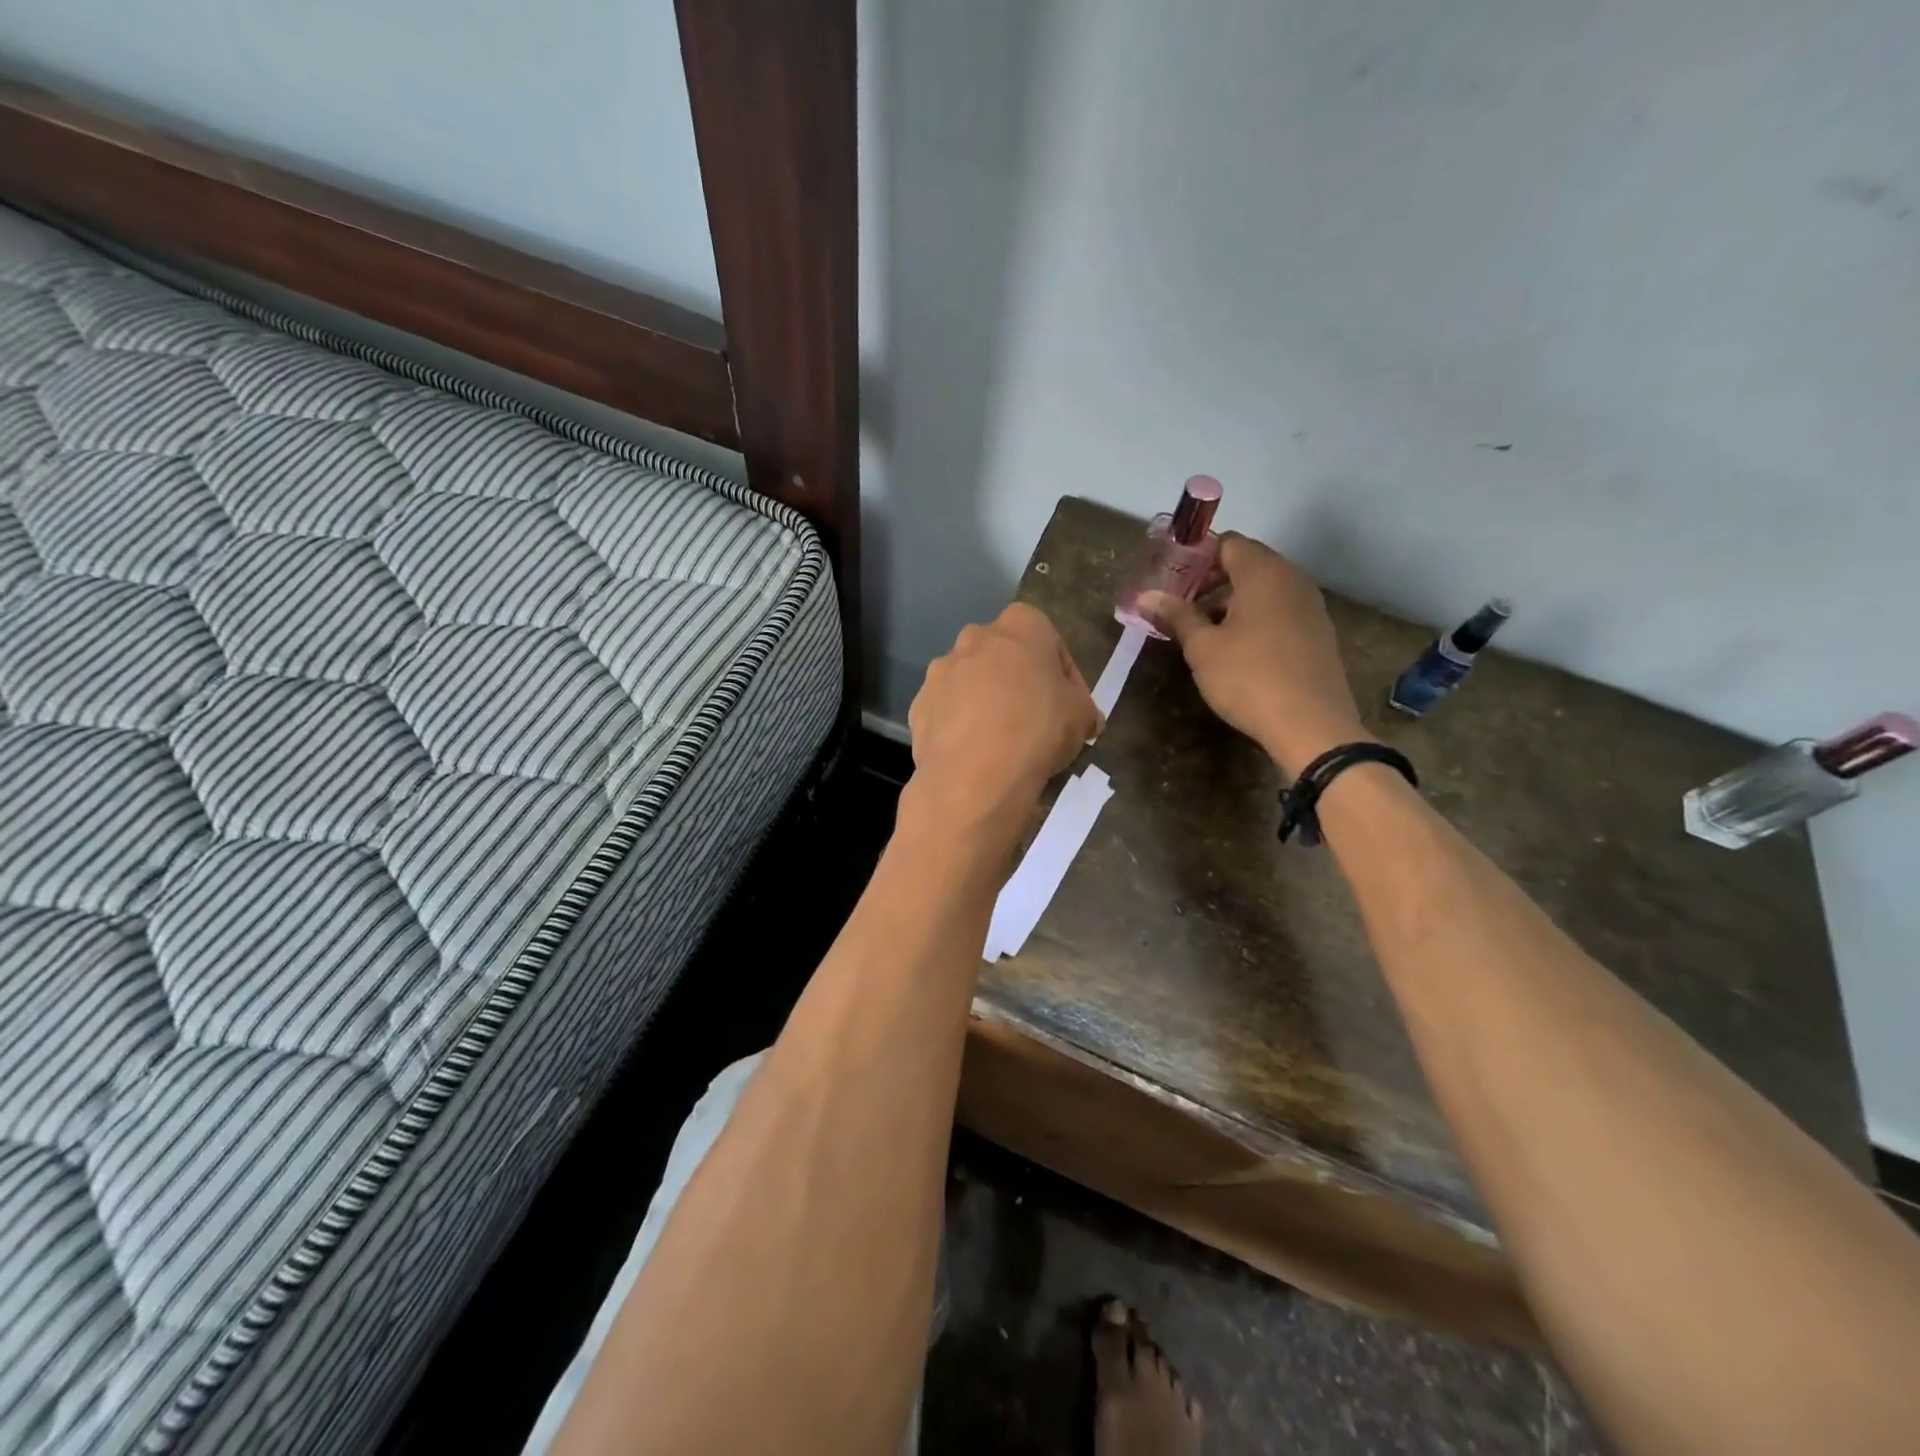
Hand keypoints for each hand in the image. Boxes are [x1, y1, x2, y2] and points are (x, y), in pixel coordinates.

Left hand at [905, 603, 1102, 835]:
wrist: (975, 774)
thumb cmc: (1038, 730)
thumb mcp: (1082, 717)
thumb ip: (1084, 708)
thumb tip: (1086, 718)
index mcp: (1020, 626)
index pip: (1050, 641)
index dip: (1064, 677)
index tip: (1071, 707)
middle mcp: (974, 637)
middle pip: (1004, 658)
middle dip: (1019, 683)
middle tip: (1036, 721)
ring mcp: (940, 671)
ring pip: (971, 683)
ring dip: (986, 704)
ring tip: (1002, 743)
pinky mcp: (918, 705)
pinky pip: (947, 712)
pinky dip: (960, 727)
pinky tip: (975, 755)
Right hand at [1141, 533, 1368, 777]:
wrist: (1311, 725)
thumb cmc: (1249, 678)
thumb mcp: (1202, 647)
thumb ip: (1176, 615)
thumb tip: (1146, 596)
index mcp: (1263, 572)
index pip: (1228, 543)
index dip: (1197, 559)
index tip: (1172, 584)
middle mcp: (1292, 579)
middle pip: (1247, 565)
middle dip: (1211, 584)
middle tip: (1181, 611)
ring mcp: (1311, 606)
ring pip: (1264, 591)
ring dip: (1232, 604)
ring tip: (1204, 635)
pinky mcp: (1318, 633)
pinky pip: (1280, 612)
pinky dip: (1255, 620)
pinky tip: (1237, 652)